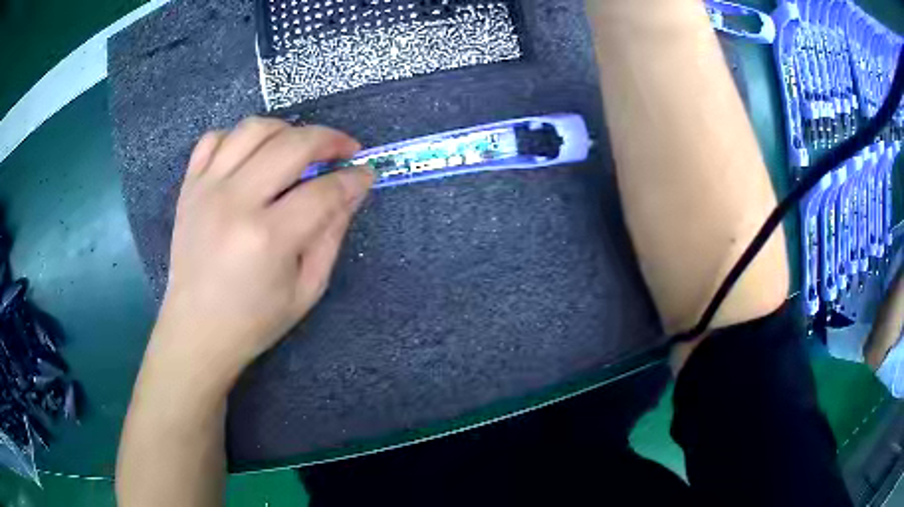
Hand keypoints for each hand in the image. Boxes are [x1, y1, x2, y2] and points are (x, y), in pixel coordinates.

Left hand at [149, 117, 373, 386]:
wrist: (197, 330)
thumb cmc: (255, 320)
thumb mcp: (307, 288)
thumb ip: (332, 234)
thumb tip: (353, 188)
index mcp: (268, 237)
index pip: (323, 190)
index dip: (353, 178)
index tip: (366, 174)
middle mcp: (235, 202)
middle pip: (292, 144)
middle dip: (329, 139)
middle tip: (344, 150)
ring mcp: (206, 189)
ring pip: (253, 129)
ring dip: (286, 129)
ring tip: (299, 146)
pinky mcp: (189, 187)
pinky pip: (214, 139)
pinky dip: (238, 138)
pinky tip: (252, 156)